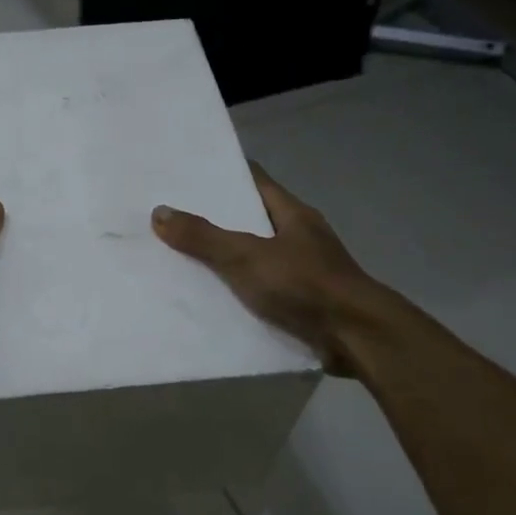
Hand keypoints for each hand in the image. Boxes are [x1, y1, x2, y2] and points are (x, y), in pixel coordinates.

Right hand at [152, 164, 384, 376]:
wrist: (356, 339)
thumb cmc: (305, 285)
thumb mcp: (246, 256)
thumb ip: (203, 237)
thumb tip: (159, 212)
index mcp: (293, 214)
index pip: (255, 181)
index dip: (223, 175)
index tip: (187, 175)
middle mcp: (300, 236)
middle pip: (252, 219)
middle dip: (216, 219)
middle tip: (173, 218)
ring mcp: (304, 270)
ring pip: (256, 255)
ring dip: (226, 258)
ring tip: (181, 257)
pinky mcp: (303, 302)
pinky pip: (261, 288)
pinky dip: (238, 290)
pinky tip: (211, 297)